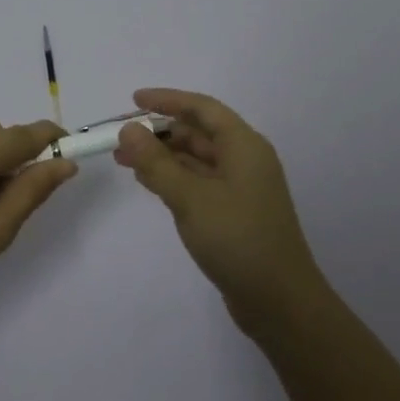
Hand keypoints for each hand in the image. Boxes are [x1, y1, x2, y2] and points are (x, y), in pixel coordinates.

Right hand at [115, 88, 327, 337]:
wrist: (279, 300)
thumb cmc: (237, 239)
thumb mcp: (190, 198)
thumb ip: (156, 163)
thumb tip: (128, 130)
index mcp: (244, 146)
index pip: (202, 109)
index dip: (167, 100)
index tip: (133, 100)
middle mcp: (245, 160)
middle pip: (199, 133)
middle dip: (159, 131)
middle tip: (120, 136)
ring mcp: (240, 188)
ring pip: (196, 160)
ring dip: (162, 156)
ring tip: (124, 159)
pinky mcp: (233, 212)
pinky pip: (199, 182)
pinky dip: (173, 178)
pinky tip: (148, 182)